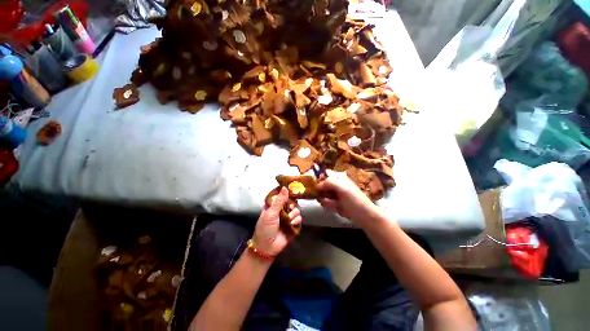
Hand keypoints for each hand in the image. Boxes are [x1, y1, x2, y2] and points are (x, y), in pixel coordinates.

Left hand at [253, 187, 301, 255]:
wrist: (267, 247)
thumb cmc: (265, 228)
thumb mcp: (271, 213)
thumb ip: (279, 201)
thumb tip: (285, 187)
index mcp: (274, 206)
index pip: (282, 196)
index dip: (287, 192)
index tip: (293, 188)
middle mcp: (282, 210)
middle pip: (291, 202)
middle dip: (292, 204)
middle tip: (290, 207)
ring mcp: (288, 218)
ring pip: (296, 210)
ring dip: (294, 213)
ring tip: (289, 218)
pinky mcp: (293, 225)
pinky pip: (299, 218)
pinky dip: (296, 220)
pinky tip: (292, 223)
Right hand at [318, 170, 382, 225]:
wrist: (363, 215)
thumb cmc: (354, 199)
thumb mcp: (342, 187)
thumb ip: (328, 182)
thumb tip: (317, 185)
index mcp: (338, 177)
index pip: (323, 174)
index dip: (318, 179)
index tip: (316, 186)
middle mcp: (334, 183)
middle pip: (320, 185)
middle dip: (322, 192)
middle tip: (329, 197)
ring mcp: (333, 193)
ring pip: (321, 194)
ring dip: (326, 200)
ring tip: (335, 204)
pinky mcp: (333, 202)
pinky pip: (324, 202)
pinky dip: (329, 205)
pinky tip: (336, 207)